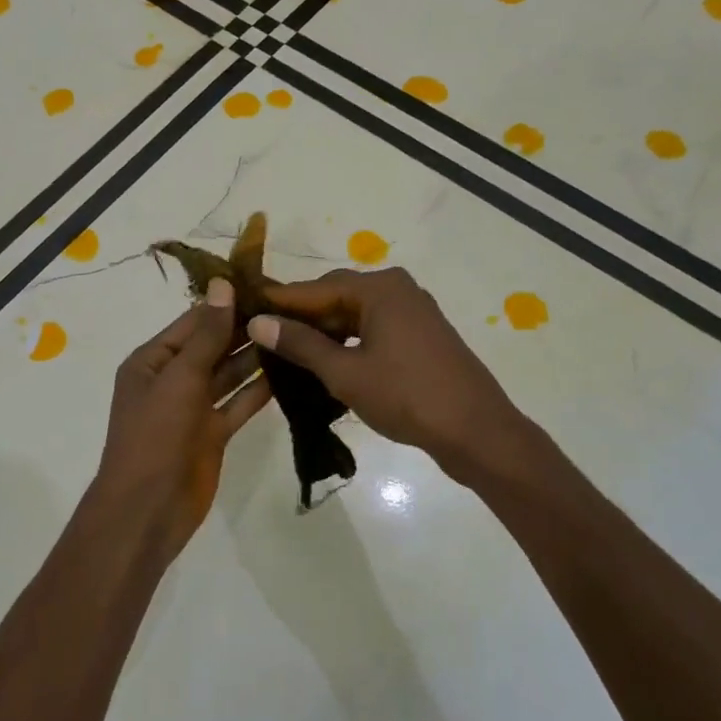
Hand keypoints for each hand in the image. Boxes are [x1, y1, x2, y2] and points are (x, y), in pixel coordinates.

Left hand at [89, 278, 273, 562]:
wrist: (147, 509)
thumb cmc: (155, 436)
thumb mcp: (179, 378)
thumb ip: (206, 334)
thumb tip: (223, 284)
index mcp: (152, 361)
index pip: (194, 322)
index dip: (226, 303)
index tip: (266, 286)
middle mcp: (172, 379)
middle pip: (213, 346)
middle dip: (246, 329)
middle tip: (292, 309)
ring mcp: (193, 408)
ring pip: (228, 374)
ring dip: (256, 358)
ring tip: (295, 335)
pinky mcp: (212, 433)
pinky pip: (238, 404)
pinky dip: (259, 391)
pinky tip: (289, 373)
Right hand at [248, 268, 534, 484]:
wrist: (477, 431)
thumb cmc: (407, 397)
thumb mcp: (345, 372)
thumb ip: (300, 344)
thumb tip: (258, 322)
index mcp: (379, 288)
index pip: (314, 288)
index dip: (278, 302)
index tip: (243, 310)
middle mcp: (396, 289)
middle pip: (335, 297)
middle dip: (300, 318)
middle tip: (262, 337)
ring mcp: (412, 312)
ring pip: (353, 315)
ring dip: (323, 333)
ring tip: (287, 354)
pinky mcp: (420, 336)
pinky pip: (372, 329)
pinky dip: (347, 343)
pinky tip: (325, 363)